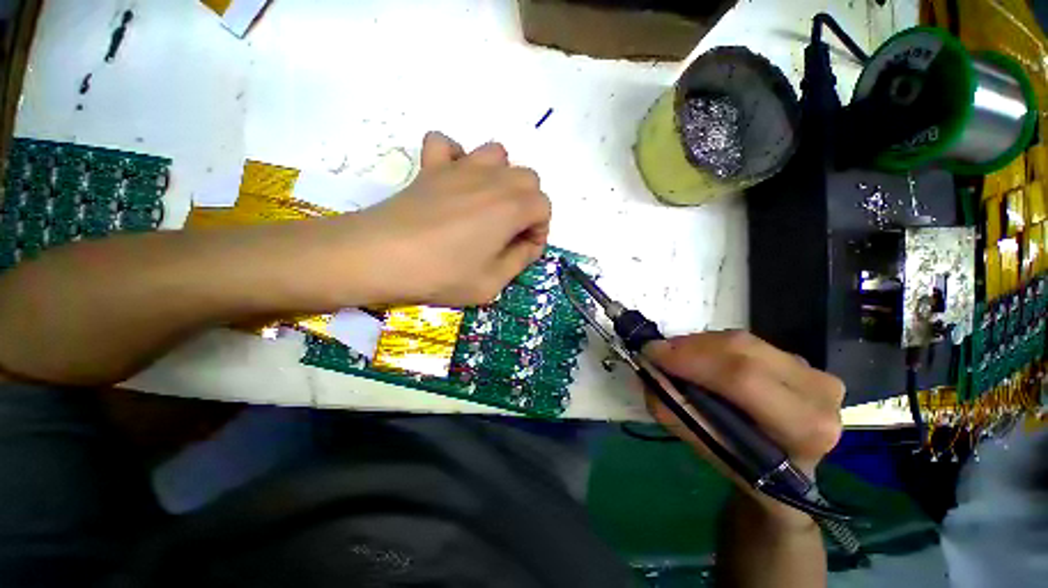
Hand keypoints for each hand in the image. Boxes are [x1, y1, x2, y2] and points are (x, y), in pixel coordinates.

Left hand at [336, 131, 550, 306]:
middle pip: (528, 178)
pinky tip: (452, 181)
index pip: (544, 207)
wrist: (380, 257)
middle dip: (527, 205)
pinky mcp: (430, 167)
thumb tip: (527, 245)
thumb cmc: (441, 274)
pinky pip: (447, 144)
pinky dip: (456, 157)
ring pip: (497, 154)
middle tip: (508, 232)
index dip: (539, 231)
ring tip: (487, 205)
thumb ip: (519, 261)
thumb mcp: (491, 283)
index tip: (523, 250)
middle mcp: (492, 179)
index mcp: (511, 208)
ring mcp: (459, 167)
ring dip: (501, 178)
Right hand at [645, 331, 844, 523]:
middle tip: (658, 352)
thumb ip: (674, 410)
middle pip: (742, 350)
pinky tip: (699, 358)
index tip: (651, 353)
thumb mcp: (706, 448)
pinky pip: (745, 341)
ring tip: (675, 357)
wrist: (790, 472)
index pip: (742, 378)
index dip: (691, 359)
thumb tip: (649, 371)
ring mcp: (814, 371)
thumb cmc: (748, 469)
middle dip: (689, 347)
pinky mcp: (801, 359)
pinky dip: (712, 345)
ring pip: (741, 340)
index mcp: (804, 428)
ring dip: (698, 344)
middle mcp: (819, 392)